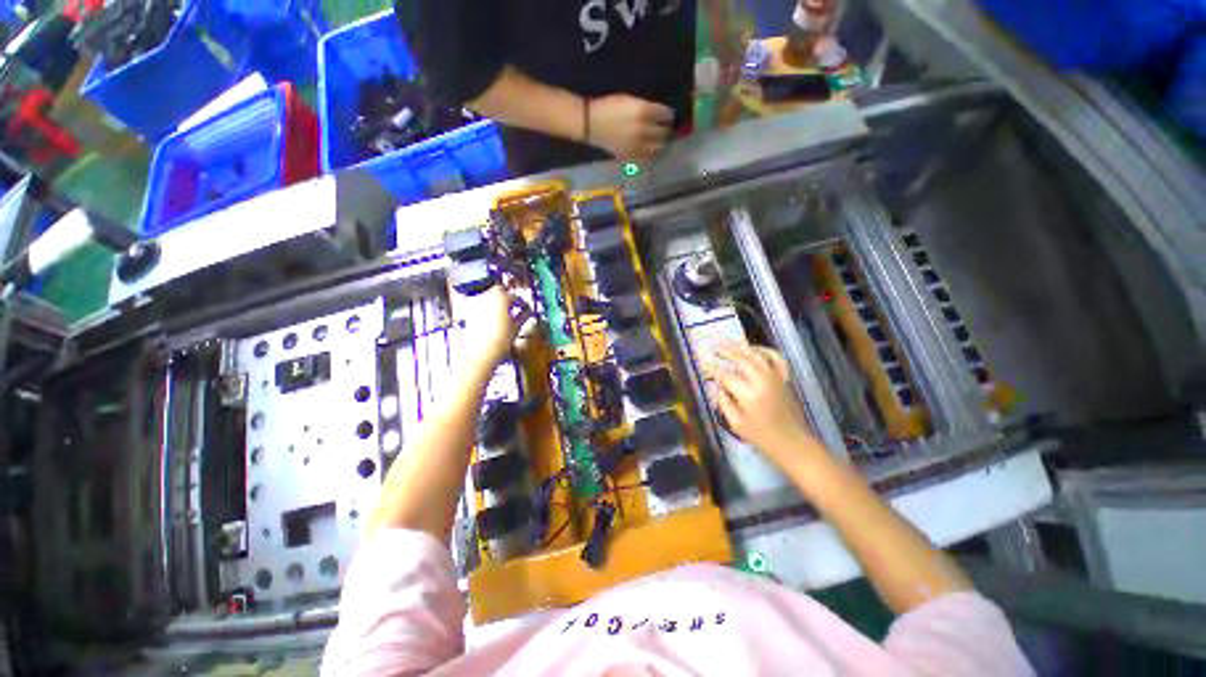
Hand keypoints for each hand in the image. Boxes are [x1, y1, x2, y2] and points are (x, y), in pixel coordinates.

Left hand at [458, 286, 532, 369]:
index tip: (526, 309)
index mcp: (501, 298)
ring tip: (506, 313)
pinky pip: (482, 305)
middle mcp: (487, 297)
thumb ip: (523, 315)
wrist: (482, 352)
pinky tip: (495, 319)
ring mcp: (477, 304)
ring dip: (498, 302)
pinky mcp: (470, 312)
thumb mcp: (517, 326)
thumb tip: (528, 312)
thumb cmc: (502, 338)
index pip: (515, 297)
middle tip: (515, 307)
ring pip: (489, 296)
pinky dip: (489, 308)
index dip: (523, 303)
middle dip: (508, 297)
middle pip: (499, 290)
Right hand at [586, 94, 673, 160]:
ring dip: (660, 143)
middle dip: (665, 130)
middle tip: (662, 128)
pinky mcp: (631, 156)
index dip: (668, 115)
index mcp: (643, 111)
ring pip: (659, 148)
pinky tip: (648, 149)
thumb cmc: (609, 107)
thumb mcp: (630, 100)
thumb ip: (647, 107)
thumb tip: (660, 115)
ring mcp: (638, 145)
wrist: (591, 124)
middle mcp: (643, 129)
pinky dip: (651, 154)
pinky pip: (648, 158)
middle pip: (664, 133)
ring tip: (657, 140)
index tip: (666, 116)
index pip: (666, 115)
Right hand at [704, 343, 817, 463]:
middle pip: (741, 359)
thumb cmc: (761, 436)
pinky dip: (764, 350)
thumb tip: (718, 387)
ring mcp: (774, 377)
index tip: (703, 362)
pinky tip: (754, 349)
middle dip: (725, 351)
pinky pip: (774, 358)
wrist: (792, 441)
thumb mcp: (736, 424)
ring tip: (728, 343)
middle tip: (713, 346)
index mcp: (748, 394)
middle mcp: (761, 381)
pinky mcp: (782, 378)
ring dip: (741, 347)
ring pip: (756, 354)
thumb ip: (724, 403)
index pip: (725, 375)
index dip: (712, 368)